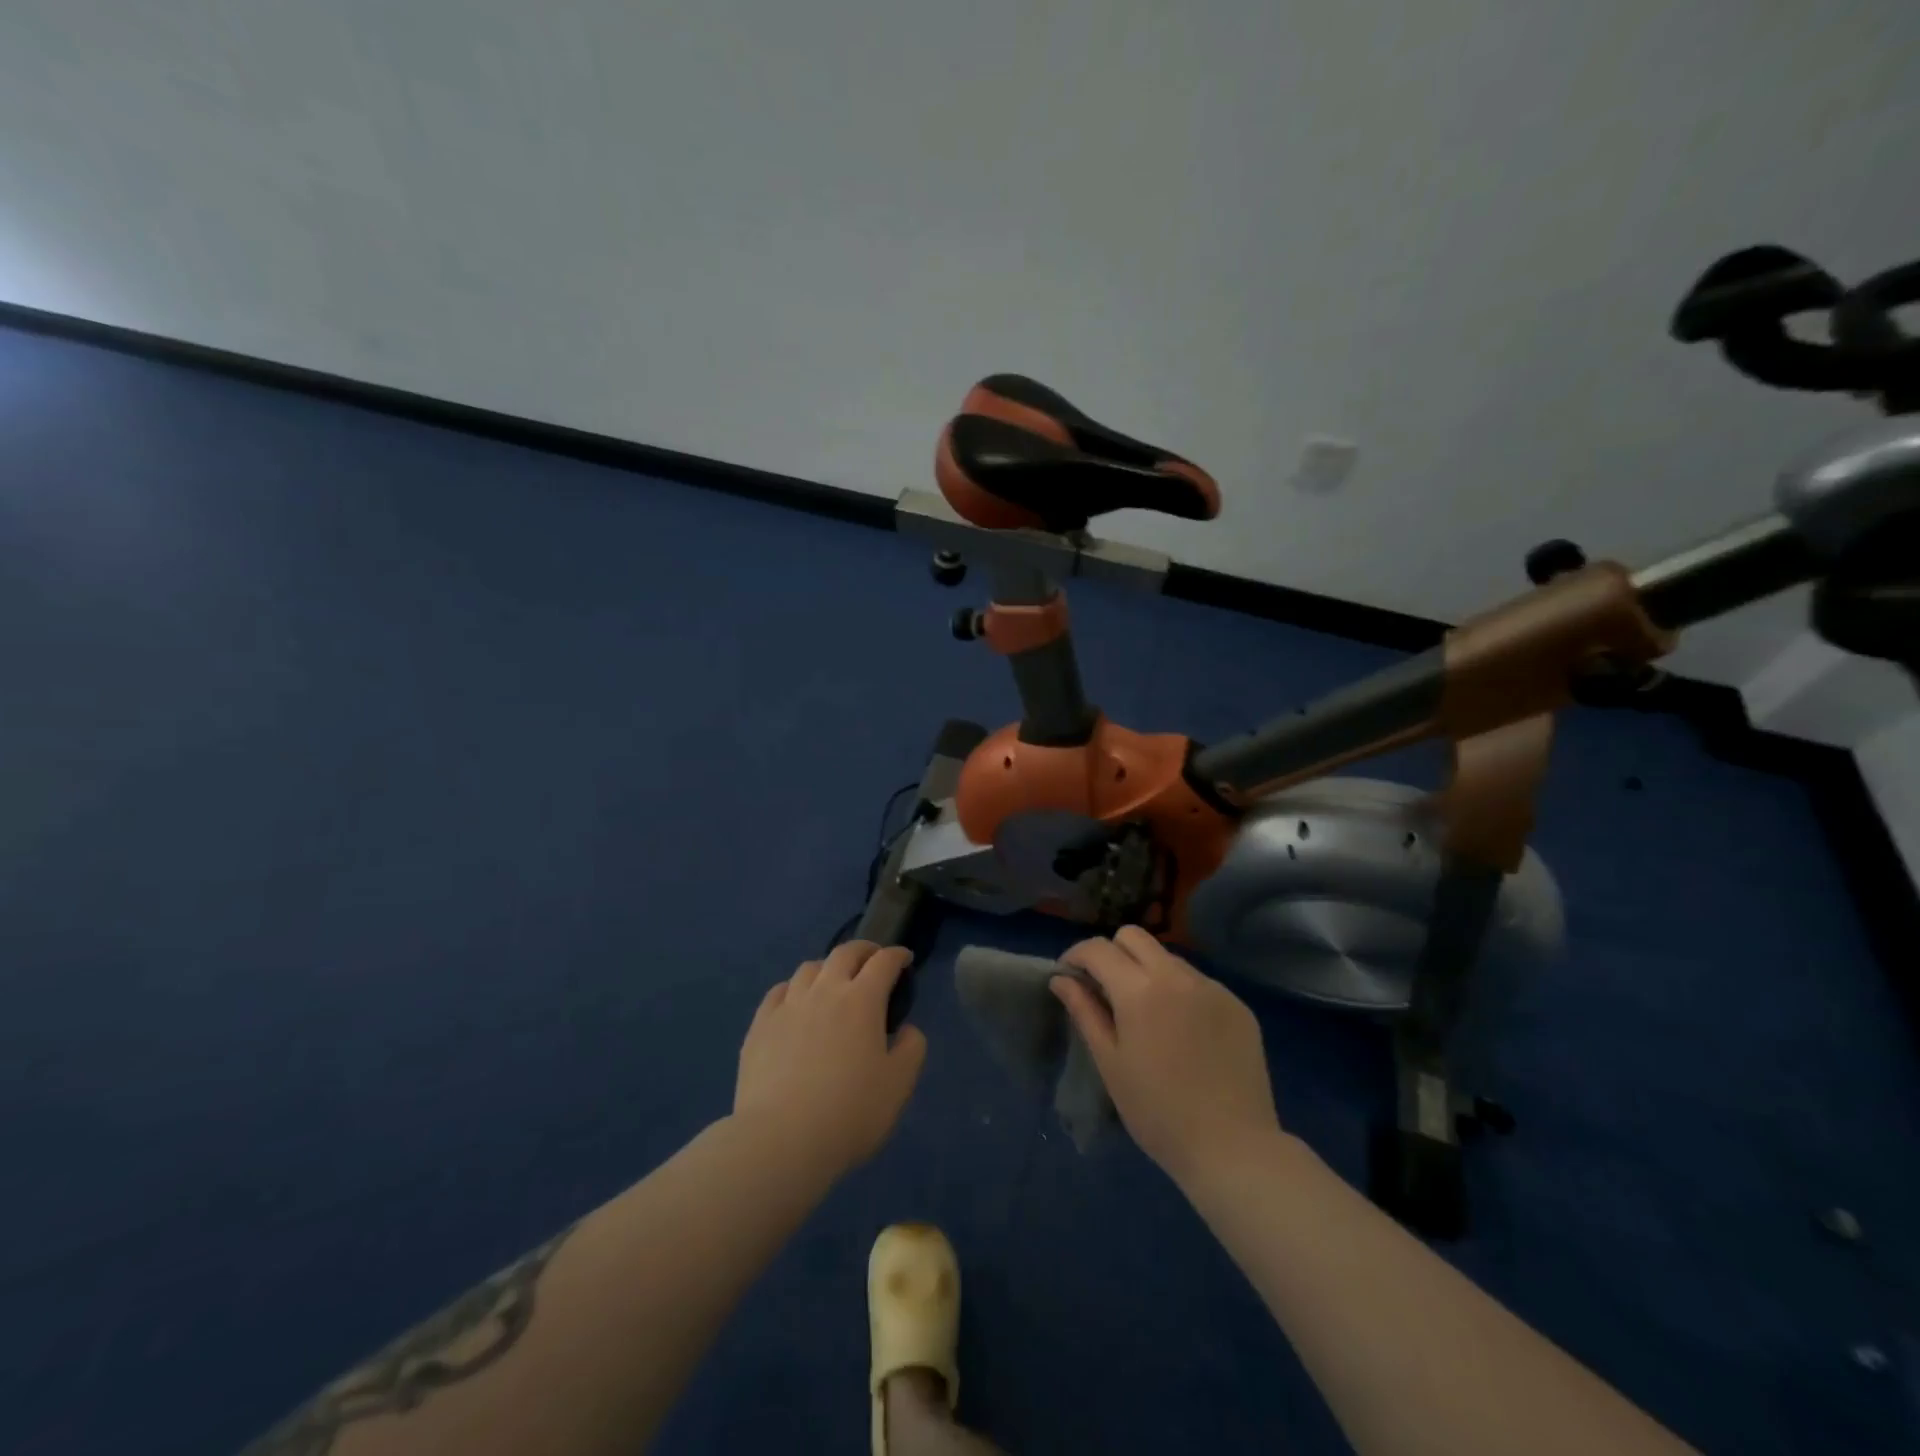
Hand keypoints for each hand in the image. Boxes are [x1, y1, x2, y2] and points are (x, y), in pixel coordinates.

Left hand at [734, 941, 927, 1177]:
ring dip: (828, 967)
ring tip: (833, 982)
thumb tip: (907, 1029)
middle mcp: (824, 991)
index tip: (905, 959)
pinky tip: (795, 1002)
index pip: (883, 962)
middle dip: (864, 950)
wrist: (782, 1140)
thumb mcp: (899, 1084)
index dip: (897, 955)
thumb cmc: (850, 1112)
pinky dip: (794, 988)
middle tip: (873, 960)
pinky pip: (778, 992)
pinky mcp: (760, 1026)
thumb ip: (912, 1048)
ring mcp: (788, 1006)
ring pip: (809, 968)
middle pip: (844, 953)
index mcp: (862, 1000)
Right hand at [1052, 926, 1281, 1188]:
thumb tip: (1062, 979)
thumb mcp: (1110, 1063)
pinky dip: (1180, 992)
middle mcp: (1177, 975)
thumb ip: (1084, 1011)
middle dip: (1112, 952)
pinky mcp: (1238, 1004)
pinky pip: (1198, 982)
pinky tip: (1183, 1031)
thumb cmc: (1158, 1112)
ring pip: (1168, 957)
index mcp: (1140, 989)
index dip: (1077, 955)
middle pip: (1134, 936)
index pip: (1099, 948)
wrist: (1233, 1148)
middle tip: (1105, 988)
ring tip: (1146, 1013)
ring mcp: (1212, 987)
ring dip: (1147, 971)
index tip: (1069, 975)